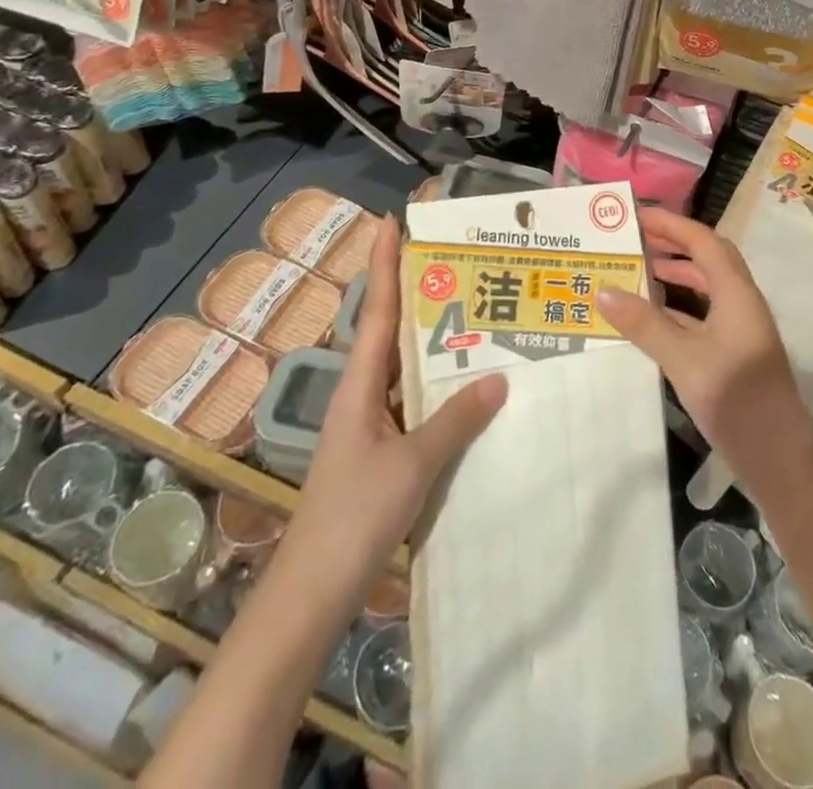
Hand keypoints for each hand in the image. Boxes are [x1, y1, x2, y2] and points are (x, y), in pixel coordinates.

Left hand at [281, 216, 507, 599]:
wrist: (312, 592)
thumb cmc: (354, 516)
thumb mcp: (411, 465)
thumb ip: (454, 420)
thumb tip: (499, 377)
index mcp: (360, 385)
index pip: (378, 309)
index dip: (384, 263)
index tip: (391, 220)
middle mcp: (362, 394)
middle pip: (391, 330)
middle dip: (416, 292)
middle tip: (456, 261)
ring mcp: (370, 425)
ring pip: (404, 368)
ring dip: (430, 339)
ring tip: (471, 311)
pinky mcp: (380, 451)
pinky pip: (412, 402)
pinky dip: (436, 385)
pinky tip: (465, 386)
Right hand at [596, 208, 812, 493]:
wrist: (780, 461)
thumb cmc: (737, 401)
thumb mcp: (684, 360)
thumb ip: (645, 325)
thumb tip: (603, 291)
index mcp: (736, 294)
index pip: (703, 242)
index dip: (671, 225)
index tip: (637, 215)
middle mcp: (742, 302)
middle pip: (709, 257)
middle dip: (674, 243)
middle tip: (635, 237)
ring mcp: (741, 329)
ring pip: (708, 286)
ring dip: (678, 273)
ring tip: (640, 269)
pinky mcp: (736, 352)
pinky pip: (704, 313)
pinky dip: (680, 306)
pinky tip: (653, 317)